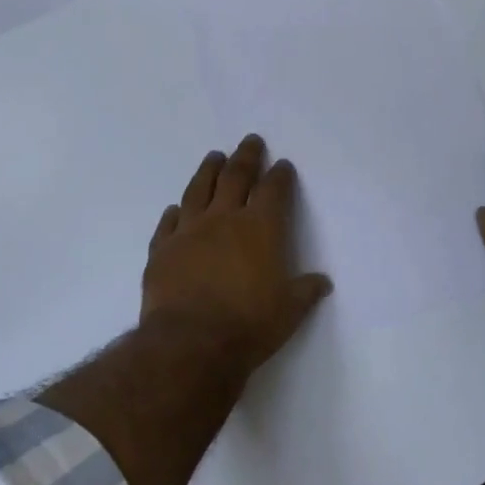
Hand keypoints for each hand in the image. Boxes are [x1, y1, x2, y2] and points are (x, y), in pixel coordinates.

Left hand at [142, 134, 331, 373]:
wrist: (190, 343)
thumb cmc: (248, 325)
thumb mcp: (289, 312)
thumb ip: (305, 291)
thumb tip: (323, 282)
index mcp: (260, 228)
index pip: (273, 190)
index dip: (280, 175)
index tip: (282, 164)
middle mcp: (224, 219)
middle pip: (236, 177)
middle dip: (246, 157)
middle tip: (250, 141)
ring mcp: (189, 231)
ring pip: (199, 189)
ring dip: (208, 170)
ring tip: (214, 157)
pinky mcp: (162, 249)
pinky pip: (168, 223)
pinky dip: (174, 213)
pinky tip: (175, 208)